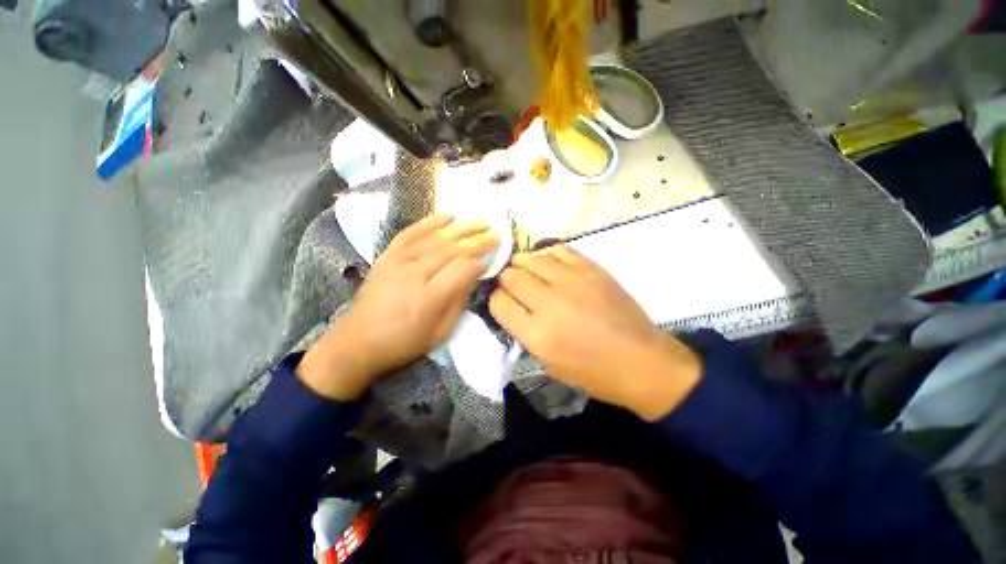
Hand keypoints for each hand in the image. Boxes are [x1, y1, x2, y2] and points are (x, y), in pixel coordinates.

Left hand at [297, 215, 498, 399]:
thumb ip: (459, 302)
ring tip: (482, 222)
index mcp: (429, 298)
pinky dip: (431, 221)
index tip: (490, 262)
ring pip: (437, 237)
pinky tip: (448, 216)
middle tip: (496, 234)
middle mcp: (415, 273)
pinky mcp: (388, 254)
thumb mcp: (440, 332)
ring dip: (462, 227)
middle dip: (478, 240)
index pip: (463, 269)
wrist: (358, 340)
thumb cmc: (404, 342)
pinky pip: (412, 231)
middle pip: (453, 249)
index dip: (480, 263)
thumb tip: (473, 276)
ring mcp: (399, 260)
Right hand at [489, 245, 700, 419]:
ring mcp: (571, 281)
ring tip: (526, 270)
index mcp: (536, 334)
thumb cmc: (593, 371)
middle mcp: (548, 303)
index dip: (496, 298)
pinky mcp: (591, 269)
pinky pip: (559, 250)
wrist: (641, 361)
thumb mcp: (548, 362)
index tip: (501, 299)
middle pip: (511, 276)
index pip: (499, 302)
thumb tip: (512, 304)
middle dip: (506, 279)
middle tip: (512, 284)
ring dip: (523, 264)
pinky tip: (548, 262)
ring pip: (532, 259)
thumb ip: (524, 331)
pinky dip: (547, 254)